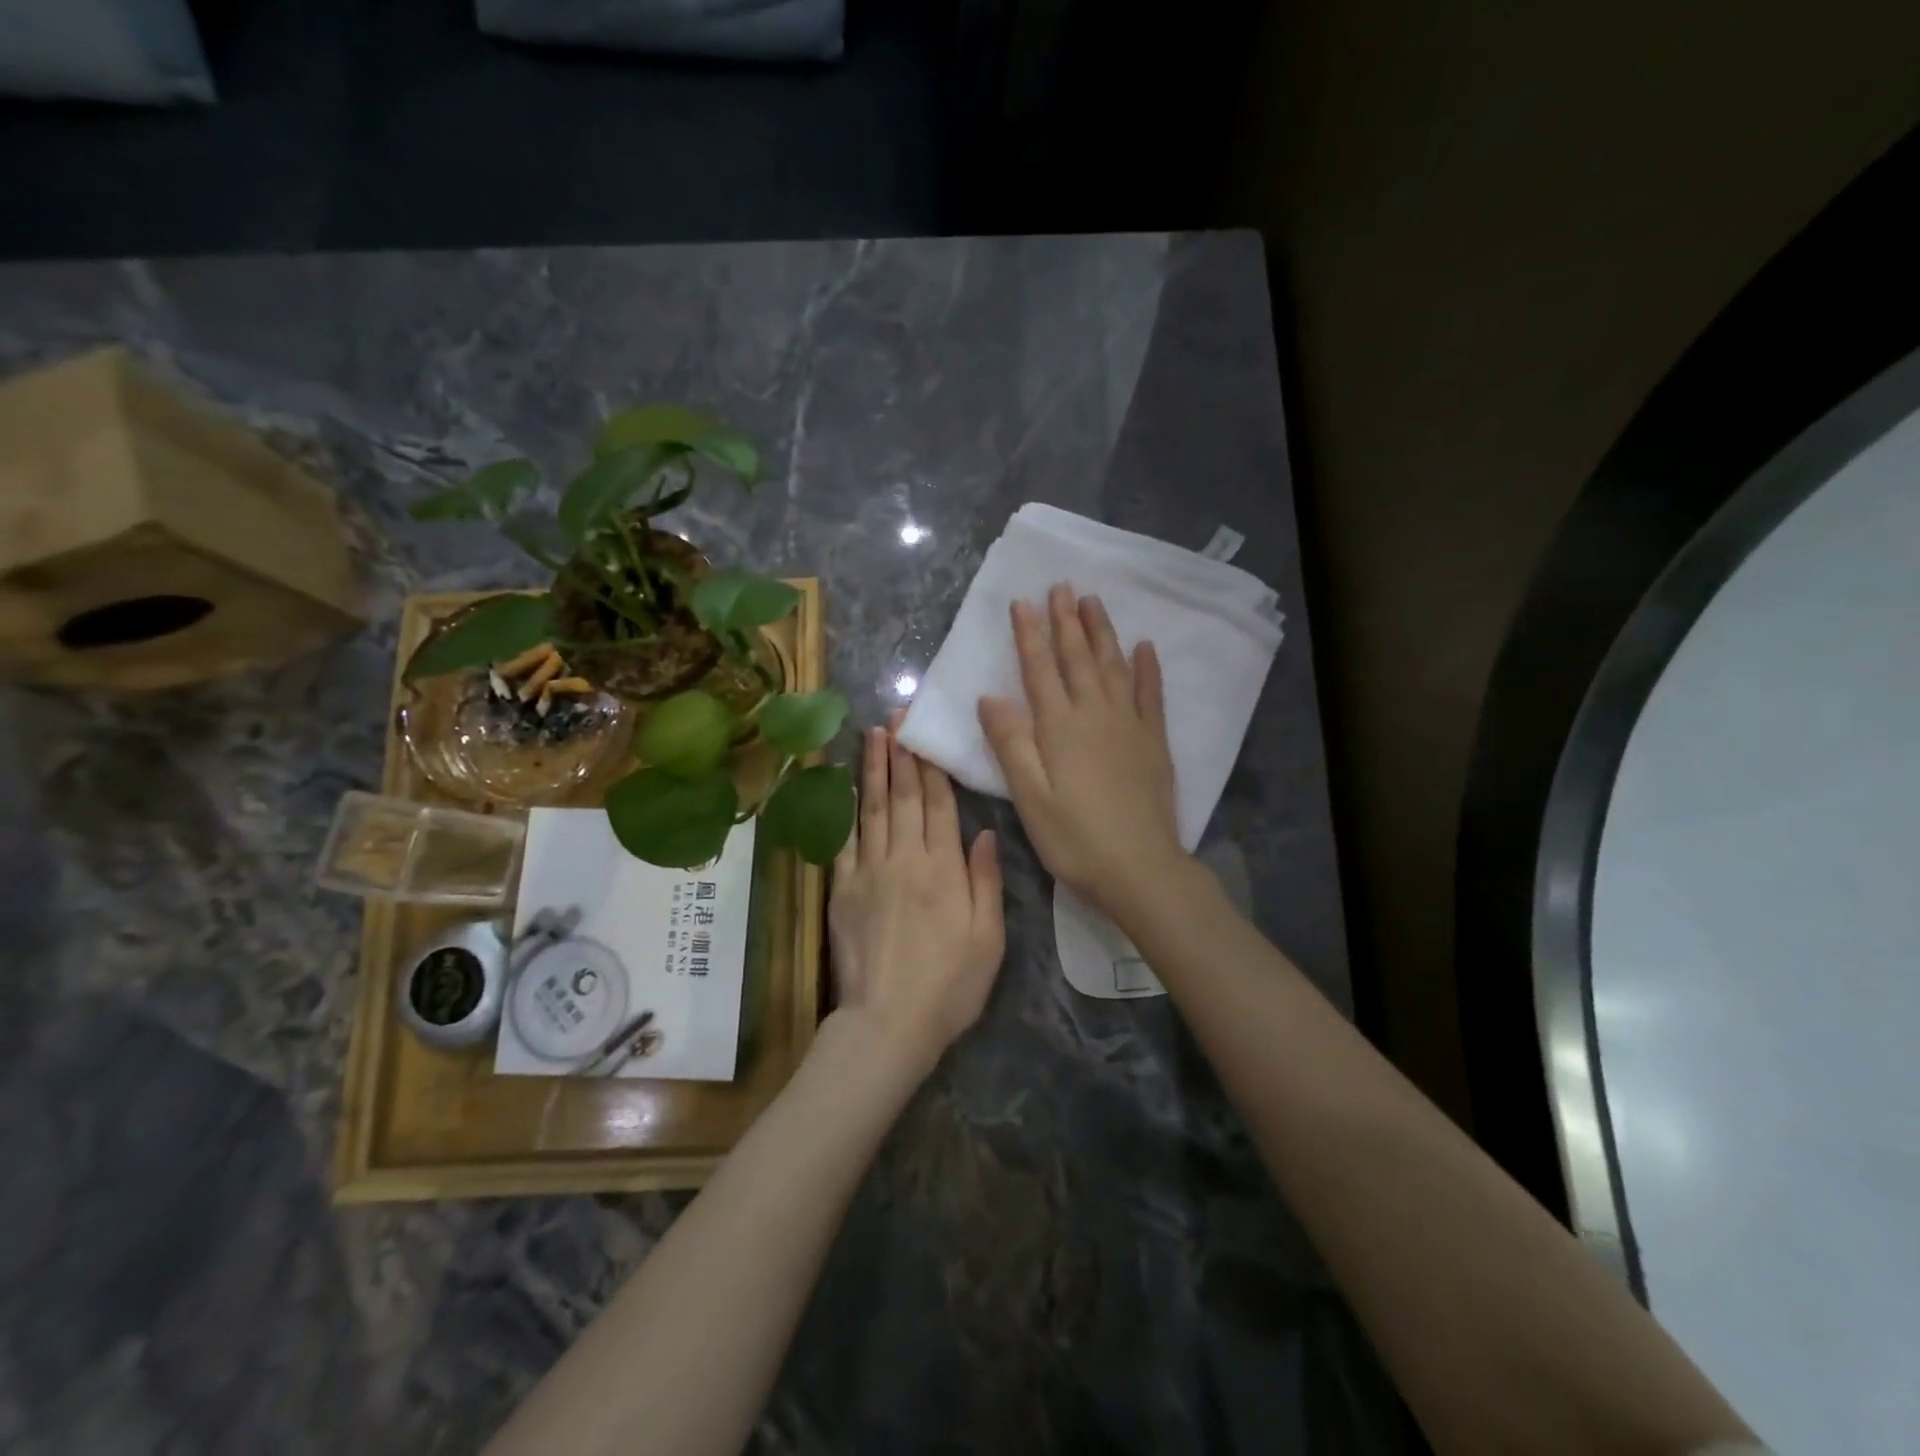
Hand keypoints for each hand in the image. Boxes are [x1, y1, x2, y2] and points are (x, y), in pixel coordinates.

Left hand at [828, 724, 1005, 1075]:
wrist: (888, 1023)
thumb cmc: (950, 986)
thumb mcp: (989, 939)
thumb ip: (987, 881)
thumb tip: (986, 831)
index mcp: (944, 869)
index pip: (938, 805)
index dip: (932, 767)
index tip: (925, 734)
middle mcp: (905, 860)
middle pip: (902, 797)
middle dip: (901, 754)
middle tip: (896, 717)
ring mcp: (869, 872)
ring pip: (872, 809)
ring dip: (873, 769)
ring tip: (873, 735)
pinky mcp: (842, 890)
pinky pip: (844, 840)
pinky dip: (845, 809)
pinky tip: (845, 785)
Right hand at [978, 585, 1186, 915]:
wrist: (1140, 869)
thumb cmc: (1075, 838)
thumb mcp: (1030, 797)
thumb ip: (1011, 744)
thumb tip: (990, 696)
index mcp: (1060, 727)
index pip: (1040, 670)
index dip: (1029, 635)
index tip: (1023, 601)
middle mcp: (1095, 714)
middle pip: (1078, 658)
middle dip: (1067, 621)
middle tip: (1062, 585)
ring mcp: (1130, 725)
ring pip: (1114, 666)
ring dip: (1102, 632)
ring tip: (1094, 601)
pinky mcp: (1154, 741)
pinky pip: (1151, 694)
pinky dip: (1147, 668)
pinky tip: (1145, 647)